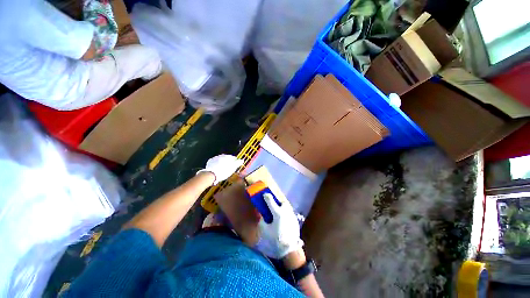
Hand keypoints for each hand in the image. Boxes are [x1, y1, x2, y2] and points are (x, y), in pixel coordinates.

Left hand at [197, 154, 243, 184]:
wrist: (211, 175)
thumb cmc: (223, 171)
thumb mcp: (232, 168)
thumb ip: (238, 163)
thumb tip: (242, 160)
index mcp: (228, 157)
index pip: (234, 158)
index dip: (236, 161)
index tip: (236, 165)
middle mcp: (221, 155)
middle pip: (227, 158)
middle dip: (229, 162)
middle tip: (230, 168)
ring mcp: (215, 158)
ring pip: (221, 160)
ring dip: (223, 163)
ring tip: (224, 169)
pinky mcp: (210, 161)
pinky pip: (215, 162)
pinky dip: (217, 164)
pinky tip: (218, 169)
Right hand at [259, 193, 303, 258]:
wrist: (289, 250)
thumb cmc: (275, 240)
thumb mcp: (265, 231)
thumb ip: (262, 221)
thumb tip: (263, 216)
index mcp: (278, 214)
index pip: (271, 201)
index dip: (267, 196)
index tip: (265, 194)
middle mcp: (286, 212)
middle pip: (283, 202)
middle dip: (278, 202)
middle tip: (274, 205)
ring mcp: (292, 216)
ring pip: (288, 207)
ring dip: (283, 208)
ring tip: (279, 213)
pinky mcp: (296, 221)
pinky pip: (290, 214)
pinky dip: (286, 214)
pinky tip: (284, 221)